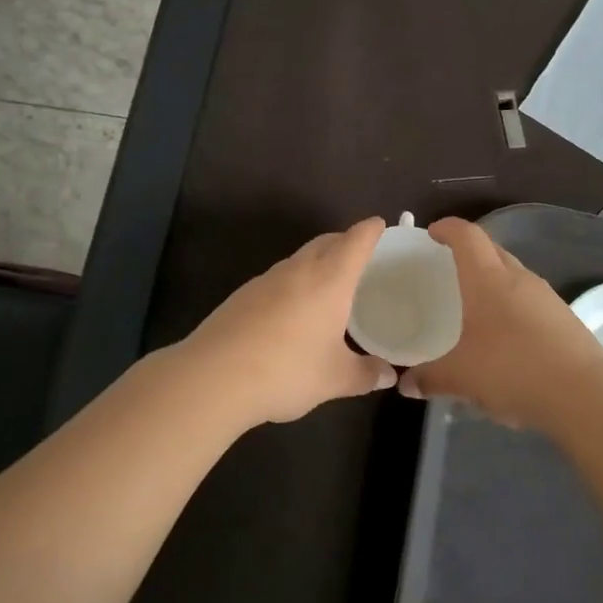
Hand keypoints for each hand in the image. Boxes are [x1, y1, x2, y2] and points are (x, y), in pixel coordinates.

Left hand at [183, 218, 396, 426]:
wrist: (214, 377)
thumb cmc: (287, 370)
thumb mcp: (335, 379)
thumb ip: (365, 374)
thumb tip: (388, 375)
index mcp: (329, 280)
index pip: (355, 242)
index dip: (370, 231)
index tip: (380, 224)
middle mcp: (297, 270)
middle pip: (325, 242)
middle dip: (343, 241)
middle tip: (359, 254)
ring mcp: (265, 281)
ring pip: (298, 260)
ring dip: (316, 262)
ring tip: (328, 284)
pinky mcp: (241, 296)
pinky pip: (276, 280)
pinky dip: (292, 284)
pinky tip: (291, 311)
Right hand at [400, 217, 602, 430]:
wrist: (585, 395)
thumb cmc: (513, 370)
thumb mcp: (461, 377)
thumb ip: (430, 378)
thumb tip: (406, 384)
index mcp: (488, 279)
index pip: (467, 237)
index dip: (448, 229)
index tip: (432, 232)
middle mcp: (519, 279)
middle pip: (492, 250)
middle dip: (470, 252)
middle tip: (448, 267)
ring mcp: (547, 298)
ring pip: (514, 275)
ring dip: (493, 280)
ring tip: (474, 304)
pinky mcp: (565, 320)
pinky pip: (530, 301)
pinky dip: (512, 306)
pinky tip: (505, 337)